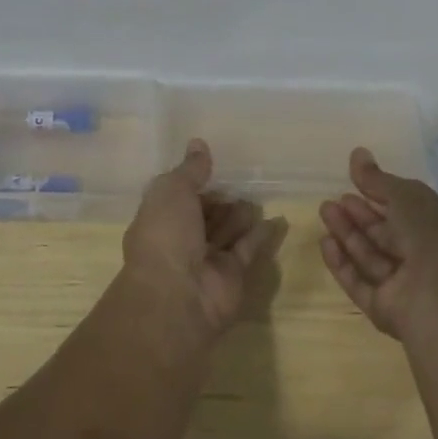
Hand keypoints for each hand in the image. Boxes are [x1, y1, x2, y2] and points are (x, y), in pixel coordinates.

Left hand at [122, 139, 286, 339]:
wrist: (177, 296)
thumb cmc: (166, 235)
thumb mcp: (172, 190)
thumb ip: (190, 169)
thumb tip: (198, 143)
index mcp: (159, 218)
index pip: (178, 195)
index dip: (194, 181)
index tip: (215, 164)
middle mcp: (181, 239)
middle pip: (203, 214)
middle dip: (220, 199)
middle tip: (243, 179)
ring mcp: (207, 259)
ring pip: (226, 231)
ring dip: (240, 214)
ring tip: (258, 194)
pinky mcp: (232, 274)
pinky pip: (248, 248)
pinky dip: (261, 234)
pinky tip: (278, 218)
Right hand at [318, 148, 437, 343]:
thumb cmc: (434, 241)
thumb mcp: (409, 198)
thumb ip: (379, 179)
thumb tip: (357, 154)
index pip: (411, 211)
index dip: (384, 196)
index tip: (356, 181)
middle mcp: (428, 262)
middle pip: (388, 235)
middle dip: (361, 215)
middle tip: (334, 198)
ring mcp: (407, 289)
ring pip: (371, 257)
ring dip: (348, 233)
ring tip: (324, 210)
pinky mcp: (386, 310)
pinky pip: (360, 283)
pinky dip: (342, 263)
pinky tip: (325, 243)